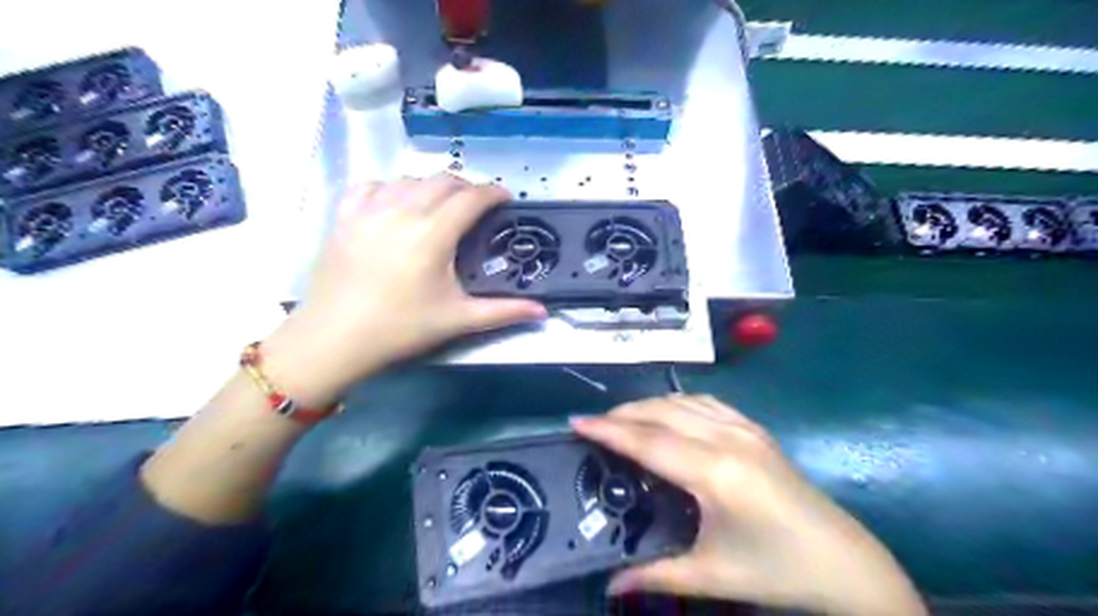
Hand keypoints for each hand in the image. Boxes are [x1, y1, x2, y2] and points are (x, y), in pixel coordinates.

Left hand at [262, 173, 543, 404]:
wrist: (335, 338)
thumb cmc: (401, 329)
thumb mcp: (457, 319)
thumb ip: (503, 311)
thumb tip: (543, 312)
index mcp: (432, 234)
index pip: (471, 198)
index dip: (493, 193)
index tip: (505, 199)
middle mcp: (402, 211)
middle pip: (442, 181)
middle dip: (466, 187)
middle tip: (477, 205)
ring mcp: (369, 209)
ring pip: (409, 179)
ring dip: (432, 186)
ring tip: (441, 204)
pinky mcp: (344, 216)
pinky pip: (372, 186)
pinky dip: (392, 187)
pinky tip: (397, 203)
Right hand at [575, 398, 923, 614]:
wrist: (845, 563)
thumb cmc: (777, 571)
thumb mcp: (712, 575)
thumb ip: (655, 574)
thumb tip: (609, 583)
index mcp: (714, 473)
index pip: (648, 441)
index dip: (609, 430)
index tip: (576, 423)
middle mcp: (727, 439)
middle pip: (660, 413)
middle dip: (622, 414)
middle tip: (592, 424)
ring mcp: (744, 429)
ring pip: (682, 402)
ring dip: (647, 405)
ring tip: (621, 419)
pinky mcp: (756, 429)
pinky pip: (707, 403)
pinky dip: (677, 403)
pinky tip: (667, 413)